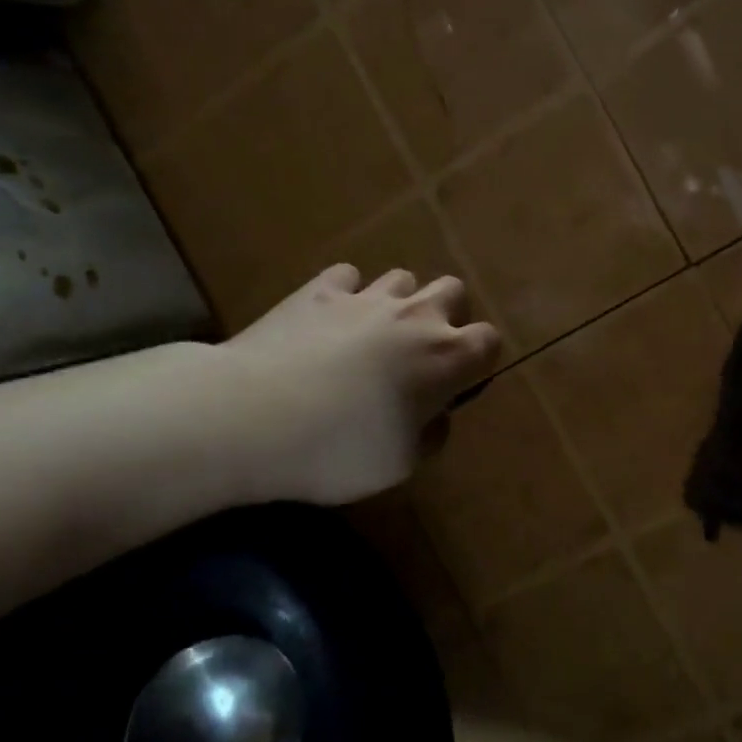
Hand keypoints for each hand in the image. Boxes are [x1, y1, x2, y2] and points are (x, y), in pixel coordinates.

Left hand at [211, 263, 501, 505]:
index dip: (479, 358)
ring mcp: (366, 297)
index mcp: (446, 358)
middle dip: (446, 314)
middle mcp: (416, 317)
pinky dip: (345, 293)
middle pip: (453, 290)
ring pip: (402, 278)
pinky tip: (329, 318)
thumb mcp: (402, 464)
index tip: (459, 381)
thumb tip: (433, 415)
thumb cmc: (339, 449)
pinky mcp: (318, 290)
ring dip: (398, 300)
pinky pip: (347, 276)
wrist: (252, 416)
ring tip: (374, 331)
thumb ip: (430, 434)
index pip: (488, 340)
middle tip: (420, 348)